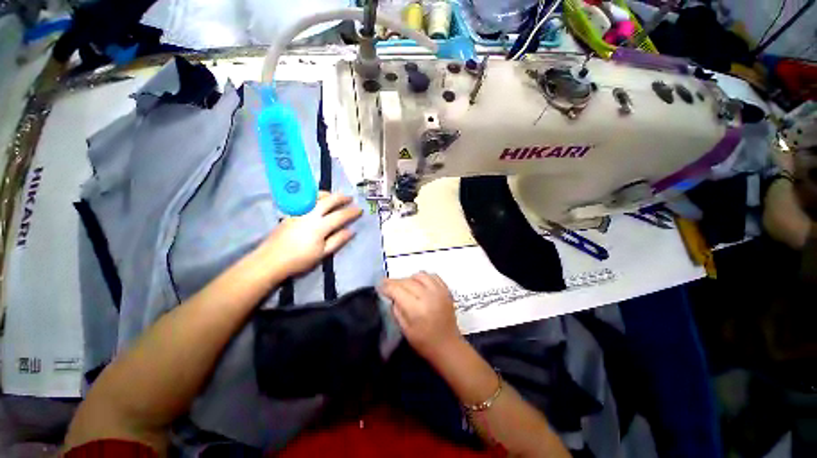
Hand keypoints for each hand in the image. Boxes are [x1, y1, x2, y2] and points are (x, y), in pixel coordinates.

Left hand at [260, 192, 361, 277]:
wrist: (271, 260)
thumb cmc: (299, 260)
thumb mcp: (322, 253)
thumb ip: (338, 240)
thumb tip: (351, 231)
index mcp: (320, 226)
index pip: (340, 215)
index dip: (351, 212)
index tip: (360, 209)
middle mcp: (310, 215)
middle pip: (328, 201)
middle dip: (341, 198)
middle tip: (350, 198)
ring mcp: (299, 212)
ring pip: (315, 197)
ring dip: (328, 194)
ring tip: (334, 196)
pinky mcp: (291, 213)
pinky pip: (306, 200)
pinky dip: (316, 197)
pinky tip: (318, 200)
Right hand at [382, 272, 461, 361]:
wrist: (448, 345)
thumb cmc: (424, 342)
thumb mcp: (404, 329)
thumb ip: (396, 310)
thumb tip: (391, 295)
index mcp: (416, 309)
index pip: (397, 290)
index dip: (386, 286)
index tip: (379, 285)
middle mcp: (428, 296)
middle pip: (407, 281)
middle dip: (395, 282)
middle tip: (388, 285)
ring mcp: (439, 291)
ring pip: (419, 275)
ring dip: (409, 279)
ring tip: (404, 286)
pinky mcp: (446, 290)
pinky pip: (432, 276)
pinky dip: (423, 277)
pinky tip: (419, 284)